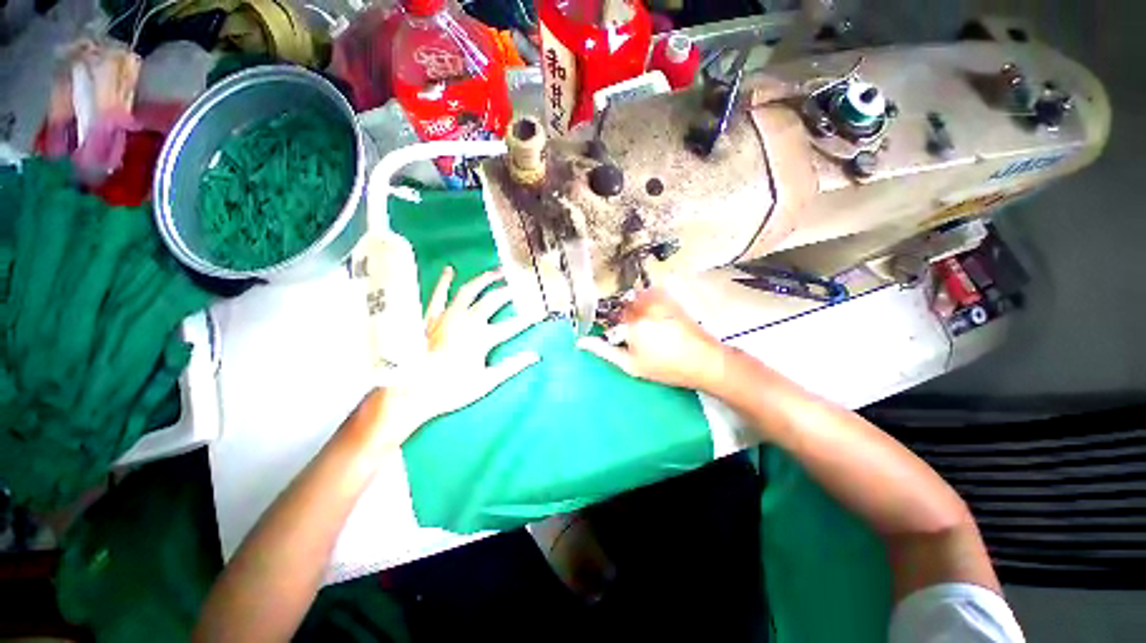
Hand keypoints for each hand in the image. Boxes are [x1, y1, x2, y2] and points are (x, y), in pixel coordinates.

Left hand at [382, 267, 540, 440]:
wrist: (410, 392)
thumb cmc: (450, 390)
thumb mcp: (486, 382)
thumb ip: (512, 367)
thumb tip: (535, 357)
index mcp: (482, 338)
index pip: (512, 326)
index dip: (528, 320)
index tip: (539, 314)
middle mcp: (467, 322)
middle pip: (493, 301)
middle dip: (508, 292)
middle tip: (518, 286)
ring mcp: (447, 316)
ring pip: (469, 291)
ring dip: (484, 280)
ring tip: (497, 272)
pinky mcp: (430, 317)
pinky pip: (438, 295)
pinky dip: (444, 282)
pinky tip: (450, 271)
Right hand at [576, 288, 727, 390]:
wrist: (703, 360)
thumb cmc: (666, 367)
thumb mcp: (631, 365)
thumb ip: (604, 351)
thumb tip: (581, 342)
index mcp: (631, 324)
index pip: (607, 318)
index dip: (609, 328)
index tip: (617, 337)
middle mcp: (642, 307)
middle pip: (620, 306)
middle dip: (622, 318)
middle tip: (634, 335)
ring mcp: (656, 300)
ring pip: (632, 299)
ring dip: (633, 309)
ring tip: (647, 328)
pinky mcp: (668, 298)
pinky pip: (648, 294)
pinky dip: (645, 301)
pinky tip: (655, 318)